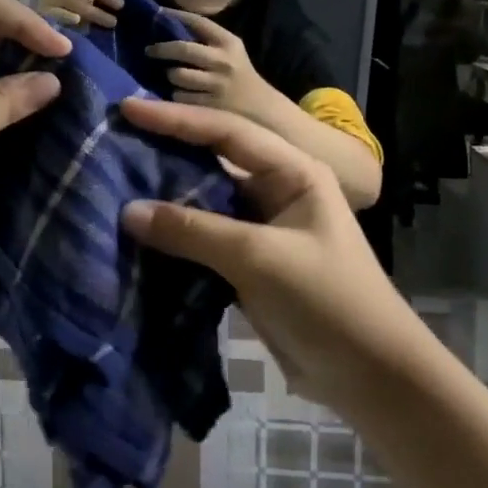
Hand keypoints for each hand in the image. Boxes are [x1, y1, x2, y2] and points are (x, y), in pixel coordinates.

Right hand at [118, 98, 416, 411]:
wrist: (372, 378)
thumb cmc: (328, 301)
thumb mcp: (259, 258)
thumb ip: (193, 230)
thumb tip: (127, 211)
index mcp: (292, 172)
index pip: (225, 132)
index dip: (175, 119)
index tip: (128, 110)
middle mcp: (276, 190)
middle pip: (212, 159)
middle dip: (166, 148)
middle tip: (115, 136)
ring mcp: (261, 228)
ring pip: (204, 199)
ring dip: (165, 192)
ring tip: (116, 177)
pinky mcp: (248, 263)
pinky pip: (202, 236)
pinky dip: (173, 232)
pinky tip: (138, 229)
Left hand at [146, 12, 273, 118]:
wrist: (261, 108)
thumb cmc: (239, 75)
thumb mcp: (231, 51)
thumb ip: (206, 40)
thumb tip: (168, 27)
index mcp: (229, 43)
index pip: (198, 22)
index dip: (176, 15)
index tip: (158, 13)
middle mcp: (223, 61)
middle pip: (182, 49)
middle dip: (161, 49)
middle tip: (149, 50)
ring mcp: (216, 84)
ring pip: (177, 74)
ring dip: (169, 74)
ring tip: (170, 74)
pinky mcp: (209, 105)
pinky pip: (179, 96)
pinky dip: (176, 94)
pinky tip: (181, 93)